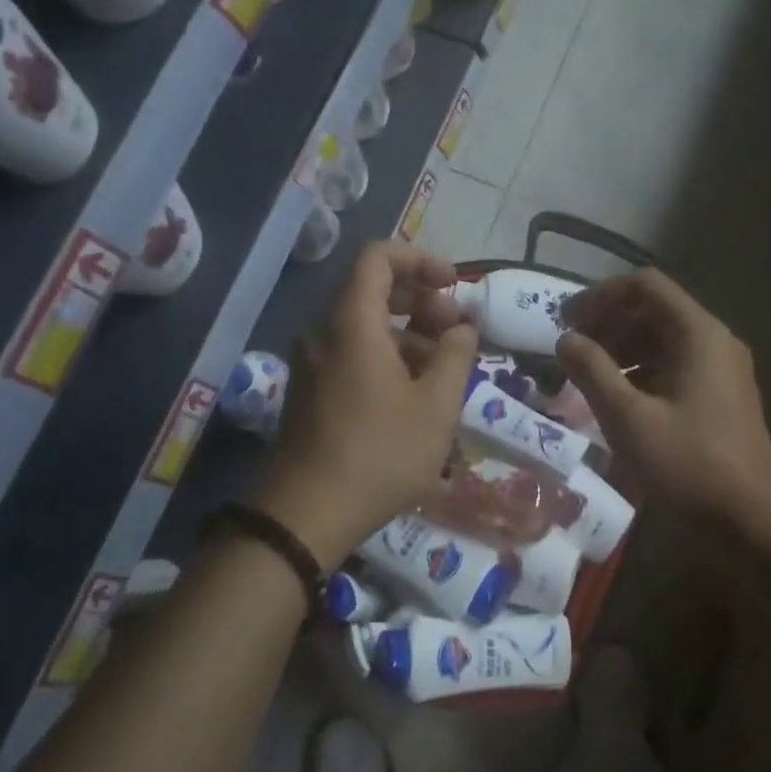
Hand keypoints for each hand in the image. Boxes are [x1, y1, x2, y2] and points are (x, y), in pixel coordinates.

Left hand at [258, 242, 477, 564]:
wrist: (308, 513)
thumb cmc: (380, 453)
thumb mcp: (436, 406)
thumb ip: (455, 356)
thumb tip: (462, 328)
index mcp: (352, 323)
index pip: (379, 258)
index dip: (420, 260)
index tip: (453, 285)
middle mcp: (323, 332)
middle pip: (371, 291)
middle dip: (420, 301)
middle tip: (455, 330)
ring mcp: (311, 362)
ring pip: (363, 326)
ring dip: (406, 333)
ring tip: (442, 368)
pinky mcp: (309, 391)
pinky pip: (349, 353)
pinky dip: (384, 356)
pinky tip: (412, 393)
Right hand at [556, 270, 770, 524]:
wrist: (750, 517)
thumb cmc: (687, 463)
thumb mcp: (628, 418)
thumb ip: (592, 371)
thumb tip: (564, 339)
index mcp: (698, 334)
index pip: (645, 286)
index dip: (601, 296)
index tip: (566, 319)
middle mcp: (715, 340)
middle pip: (654, 310)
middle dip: (608, 322)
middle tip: (571, 347)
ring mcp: (722, 368)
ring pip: (663, 339)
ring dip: (622, 347)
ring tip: (586, 373)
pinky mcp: (720, 395)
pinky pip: (674, 365)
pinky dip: (641, 370)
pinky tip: (617, 397)